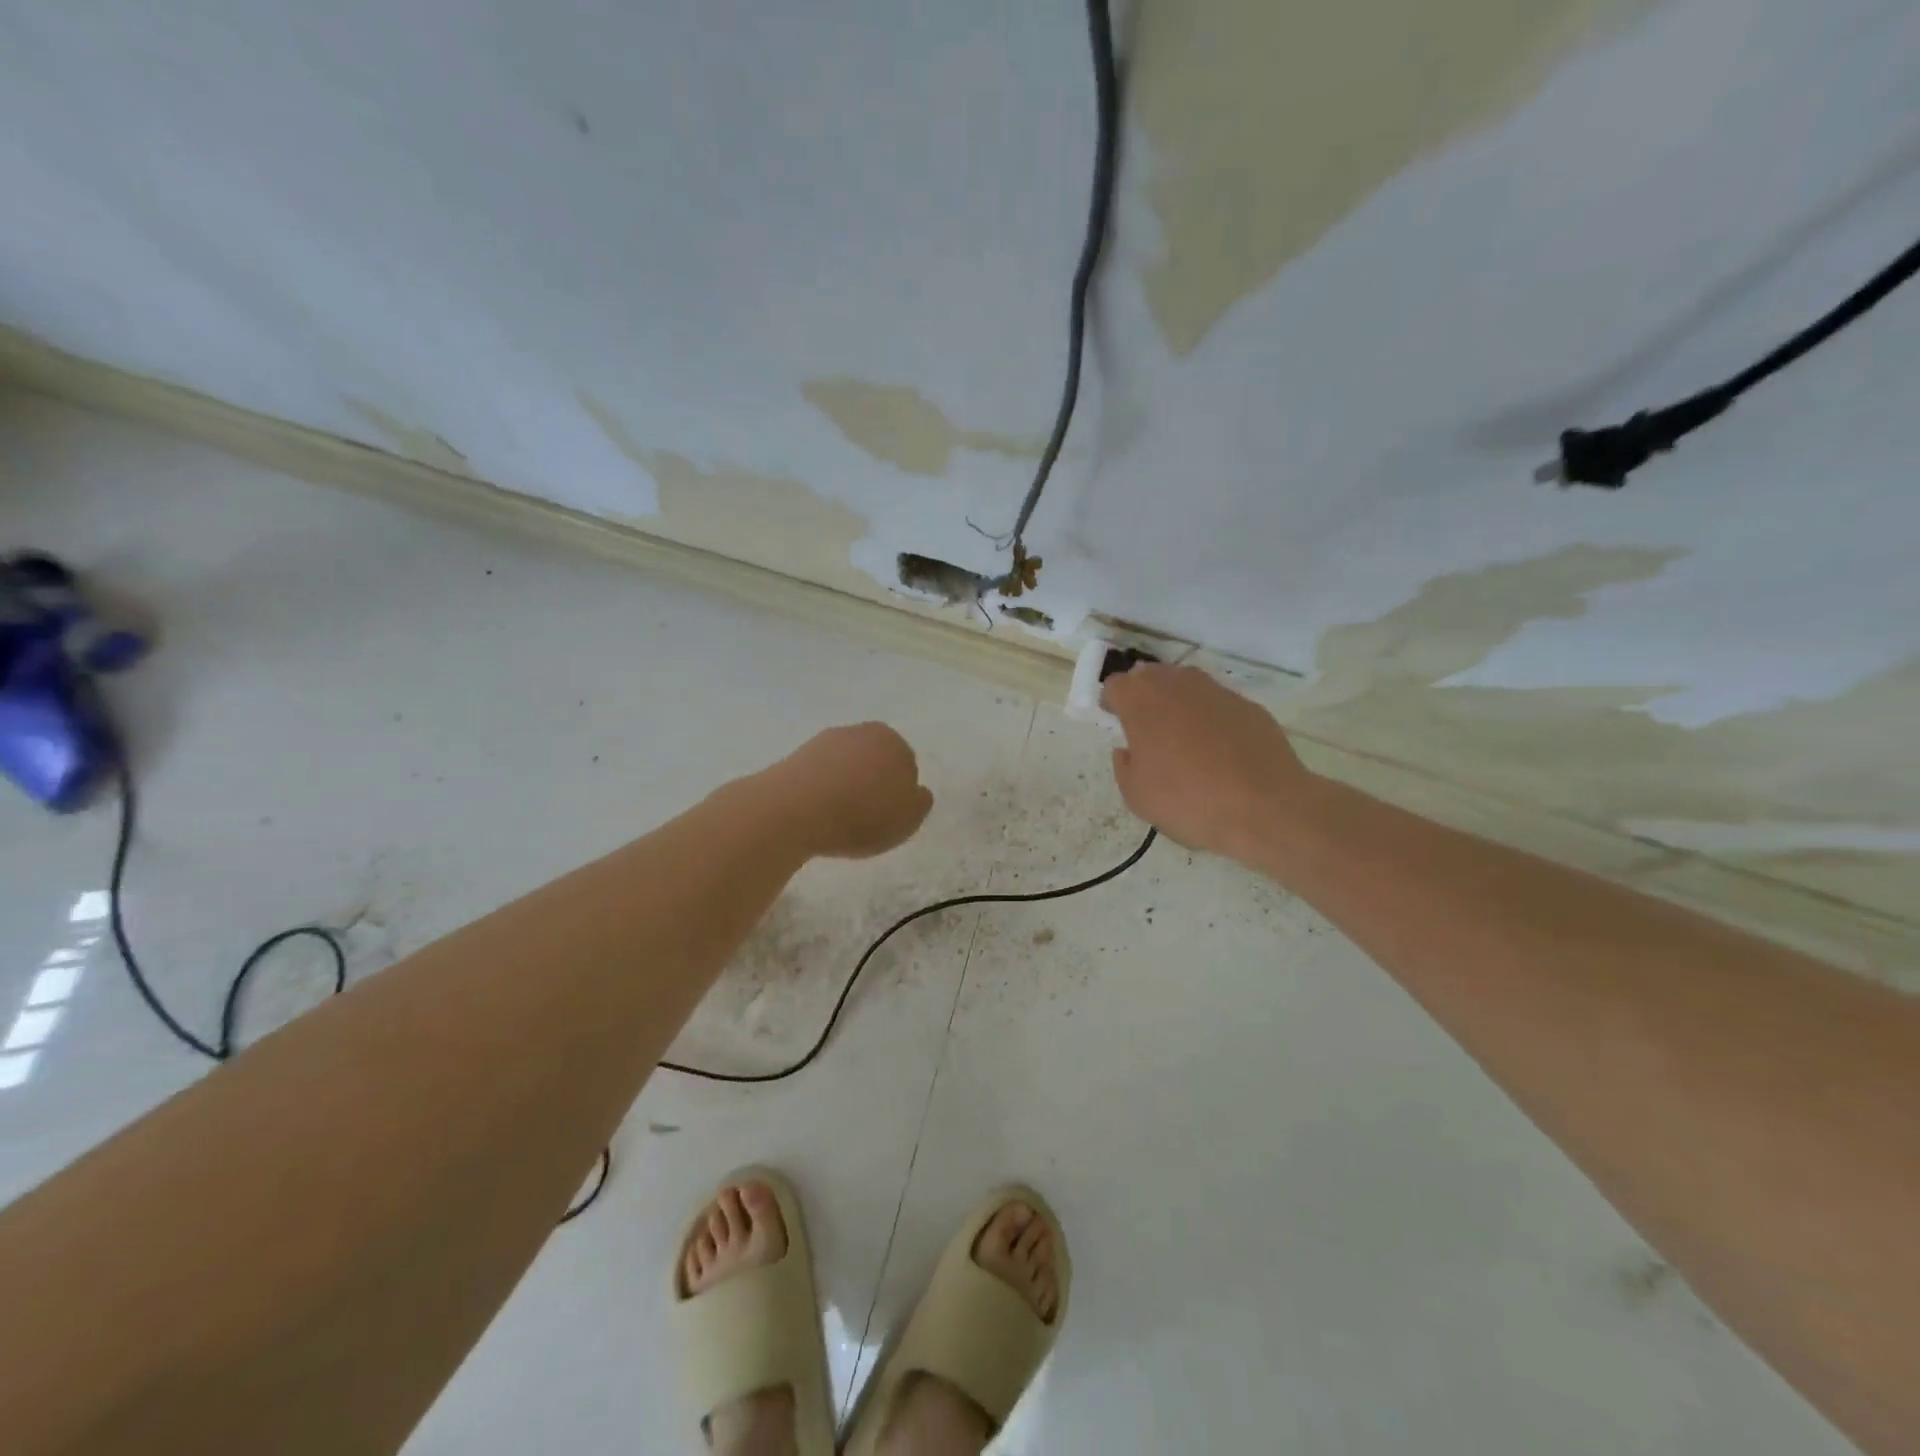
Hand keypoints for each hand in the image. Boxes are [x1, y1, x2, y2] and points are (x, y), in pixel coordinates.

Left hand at [769, 723, 933, 859]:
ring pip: (844, 768)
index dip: (901, 792)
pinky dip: (820, 793)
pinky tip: (817, 815)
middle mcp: (858, 732)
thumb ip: (920, 802)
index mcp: (892, 740)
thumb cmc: (863, 813)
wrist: (795, 810)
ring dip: (844, 788)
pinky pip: (818, 778)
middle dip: (872, 784)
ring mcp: (823, 742)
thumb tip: (916, 791)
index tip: (891, 815)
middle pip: (873, 761)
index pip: (906, 764)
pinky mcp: (794, 758)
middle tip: (867, 818)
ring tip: (839, 821)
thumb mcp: (909, 818)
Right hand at [1102, 665, 1314, 860]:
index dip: (1112, 703)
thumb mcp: (1137, 796)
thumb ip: (1125, 765)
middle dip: (1144, 697)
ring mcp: (1216, 691)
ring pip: (1186, 685)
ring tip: (1183, 740)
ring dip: (1177, 704)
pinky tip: (1219, 751)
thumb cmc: (1189, 802)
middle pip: (1150, 676)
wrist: (1265, 807)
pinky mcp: (1248, 705)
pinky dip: (1210, 719)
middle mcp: (1177, 685)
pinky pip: (1217, 704)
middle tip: (1147, 731)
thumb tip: (1129, 750)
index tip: (1116, 724)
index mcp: (1141, 702)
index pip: (1115, 684)